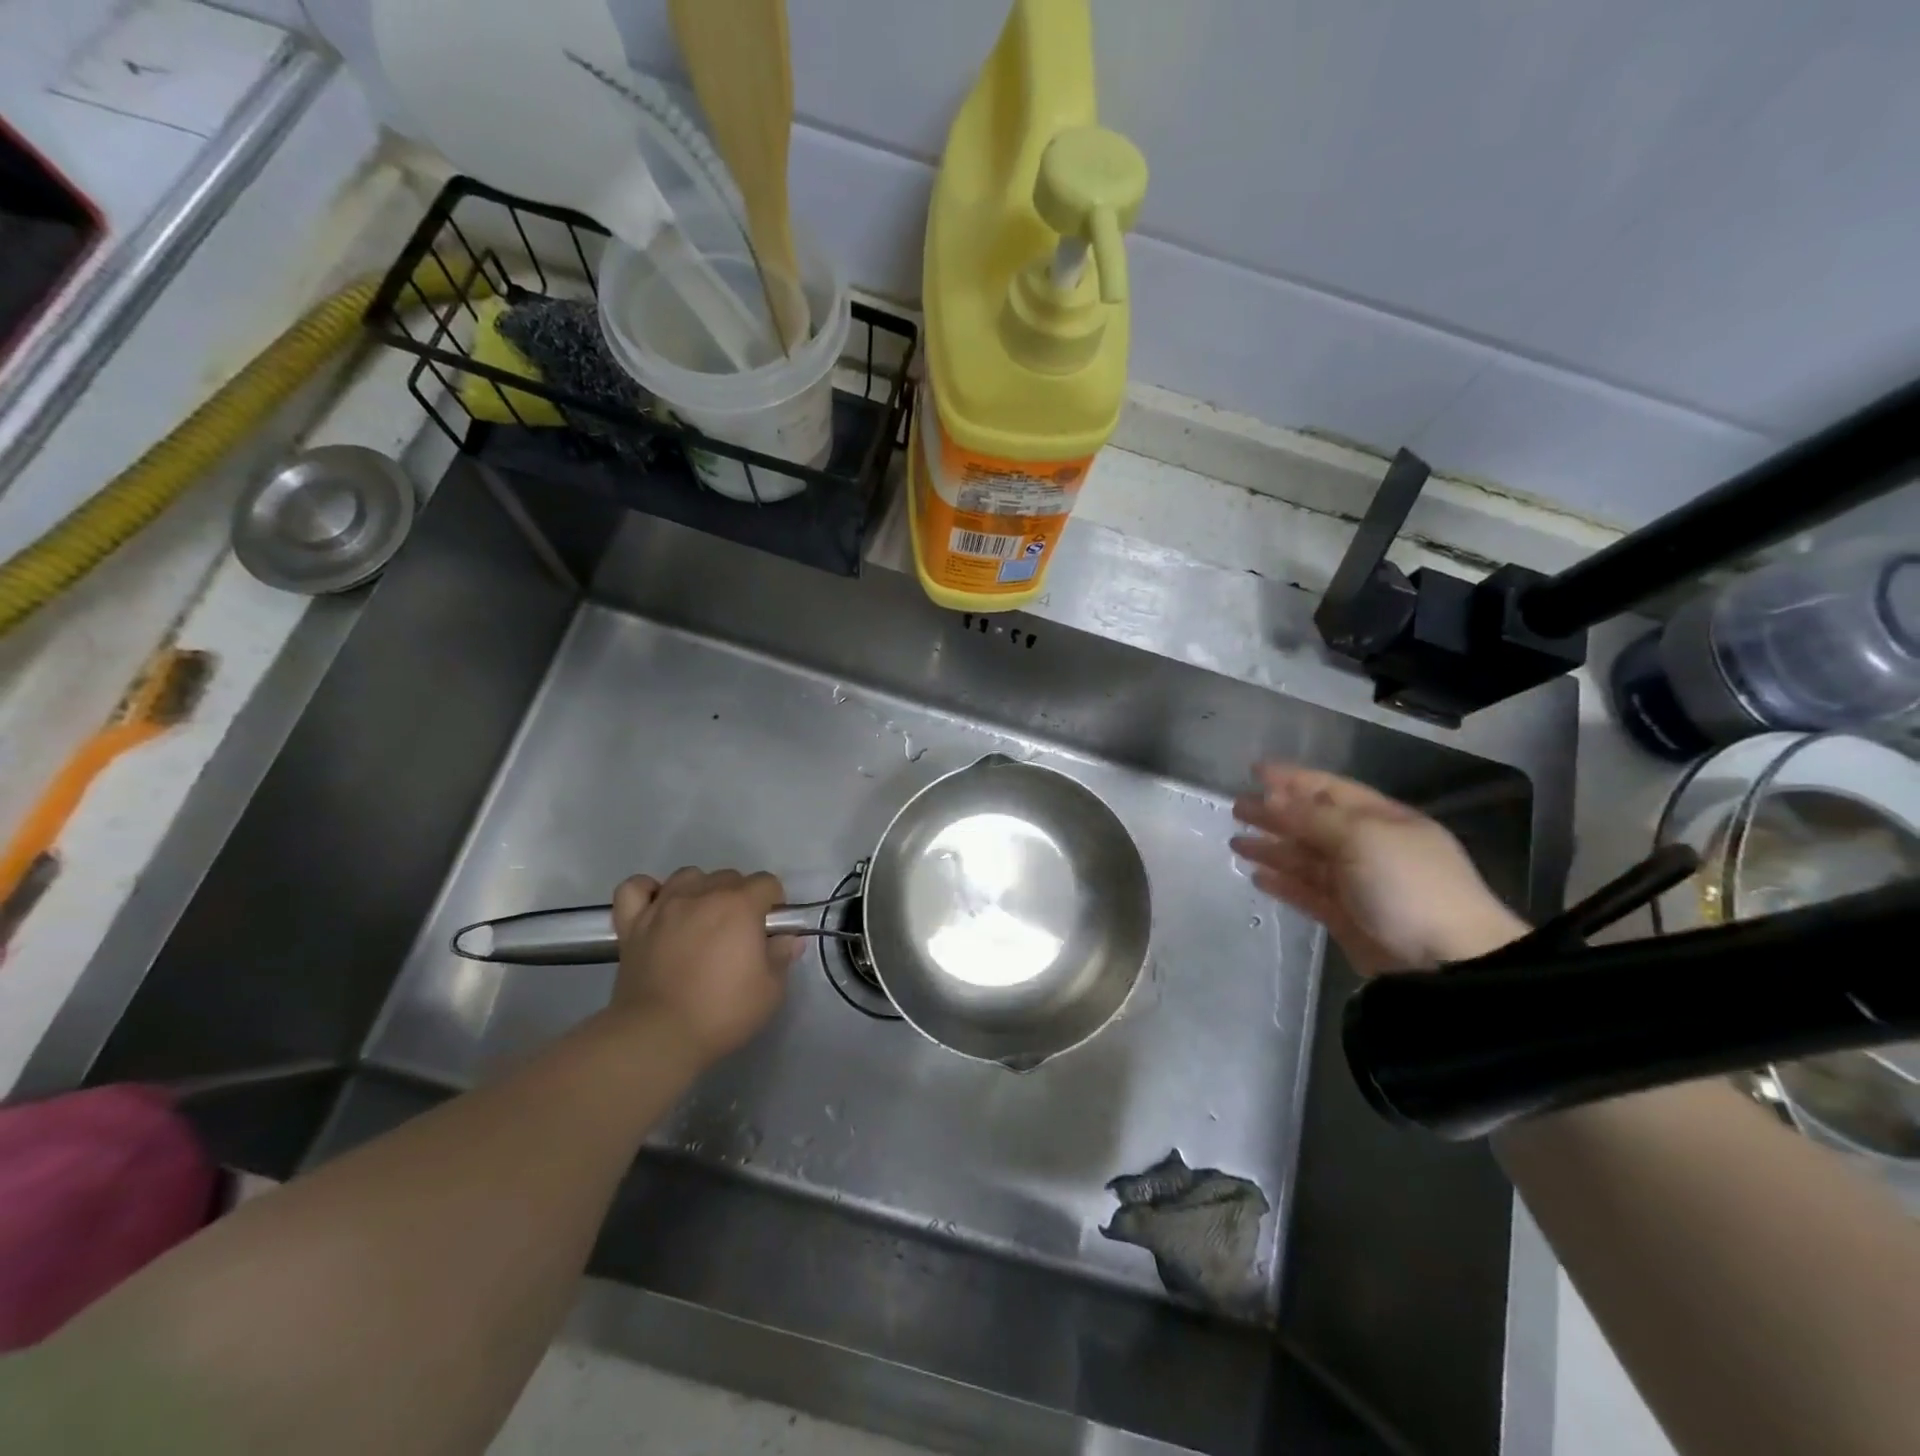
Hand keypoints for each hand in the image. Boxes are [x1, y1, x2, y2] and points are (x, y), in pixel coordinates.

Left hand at [605, 867, 800, 1062]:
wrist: (658, 1036)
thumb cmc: (721, 1012)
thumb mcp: (770, 991)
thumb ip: (781, 957)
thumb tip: (787, 939)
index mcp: (740, 905)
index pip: (767, 883)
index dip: (774, 904)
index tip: (769, 931)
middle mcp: (702, 894)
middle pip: (729, 877)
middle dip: (740, 897)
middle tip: (738, 933)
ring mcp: (664, 906)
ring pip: (688, 876)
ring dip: (700, 890)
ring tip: (701, 919)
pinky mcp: (633, 923)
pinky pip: (636, 888)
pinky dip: (649, 892)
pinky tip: (658, 908)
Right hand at [1231, 764, 1525, 974]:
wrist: (1446, 962)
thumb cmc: (1408, 885)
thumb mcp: (1361, 838)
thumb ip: (1312, 817)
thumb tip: (1271, 797)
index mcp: (1382, 820)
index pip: (1329, 789)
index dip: (1292, 779)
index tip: (1254, 771)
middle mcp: (1368, 847)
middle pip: (1312, 823)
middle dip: (1275, 814)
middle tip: (1236, 808)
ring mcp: (1357, 884)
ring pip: (1305, 859)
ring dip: (1272, 848)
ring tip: (1236, 843)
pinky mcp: (1346, 917)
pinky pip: (1307, 892)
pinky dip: (1283, 883)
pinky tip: (1258, 877)